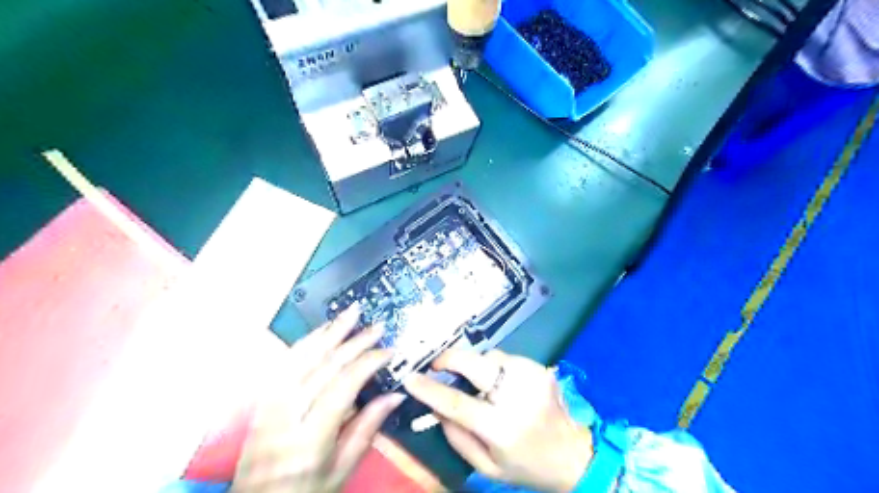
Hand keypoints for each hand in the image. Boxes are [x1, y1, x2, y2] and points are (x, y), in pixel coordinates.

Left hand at [229, 307, 400, 490]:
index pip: (343, 387)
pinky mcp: (264, 399)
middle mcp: (287, 416)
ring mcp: (271, 404)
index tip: (389, 351)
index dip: (368, 363)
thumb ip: (367, 428)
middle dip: (353, 342)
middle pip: (323, 367)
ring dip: (329, 332)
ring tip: (350, 313)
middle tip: (376, 326)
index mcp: (311, 438)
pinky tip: (322, 330)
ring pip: (302, 358)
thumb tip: (396, 395)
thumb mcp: (342, 469)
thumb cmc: (306, 491)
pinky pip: (285, 363)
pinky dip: (306, 342)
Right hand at [404, 348, 589, 492]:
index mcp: (500, 427)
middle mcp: (516, 396)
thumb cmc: (525, 465)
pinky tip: (498, 382)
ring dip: (476, 366)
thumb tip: (434, 406)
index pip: (456, 402)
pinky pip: (505, 359)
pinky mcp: (540, 368)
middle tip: (437, 366)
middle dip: (449, 360)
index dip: (429, 388)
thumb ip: (457, 436)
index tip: (410, 378)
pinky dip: (495, 367)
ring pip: (489, 356)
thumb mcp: (486, 466)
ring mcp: (530, 377)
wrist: (573, 454)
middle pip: (473, 364)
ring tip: (476, 381)